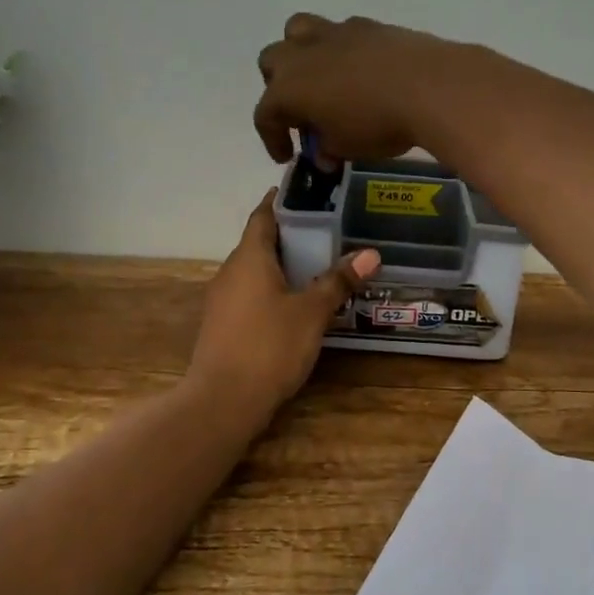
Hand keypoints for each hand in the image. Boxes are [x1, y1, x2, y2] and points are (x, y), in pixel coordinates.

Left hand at [188, 191, 381, 422]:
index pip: (263, 215)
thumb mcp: (311, 313)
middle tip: (328, 232)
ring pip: (255, 271)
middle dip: (290, 236)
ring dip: (282, 265)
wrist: (223, 402)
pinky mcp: (223, 325)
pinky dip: (273, 290)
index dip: (282, 201)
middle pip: (260, 243)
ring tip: (318, 266)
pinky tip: (296, 304)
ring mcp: (222, 300)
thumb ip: (338, 282)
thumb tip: (370, 254)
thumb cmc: (269, 347)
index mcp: (249, 258)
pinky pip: (250, 295)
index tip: (306, 192)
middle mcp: (230, 272)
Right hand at [254, 13, 461, 162]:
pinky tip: (360, 71)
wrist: (428, 86)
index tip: (287, 156)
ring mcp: (333, 33)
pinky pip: (340, 33)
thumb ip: (327, 149)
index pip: (266, 115)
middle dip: (279, 88)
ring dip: (300, 54)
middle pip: (272, 62)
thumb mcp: (346, 148)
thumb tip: (324, 153)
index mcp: (287, 88)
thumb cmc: (377, 124)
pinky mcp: (365, 25)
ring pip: (298, 31)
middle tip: (302, 113)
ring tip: (321, 78)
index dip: (272, 139)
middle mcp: (301, 54)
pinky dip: (341, 51)